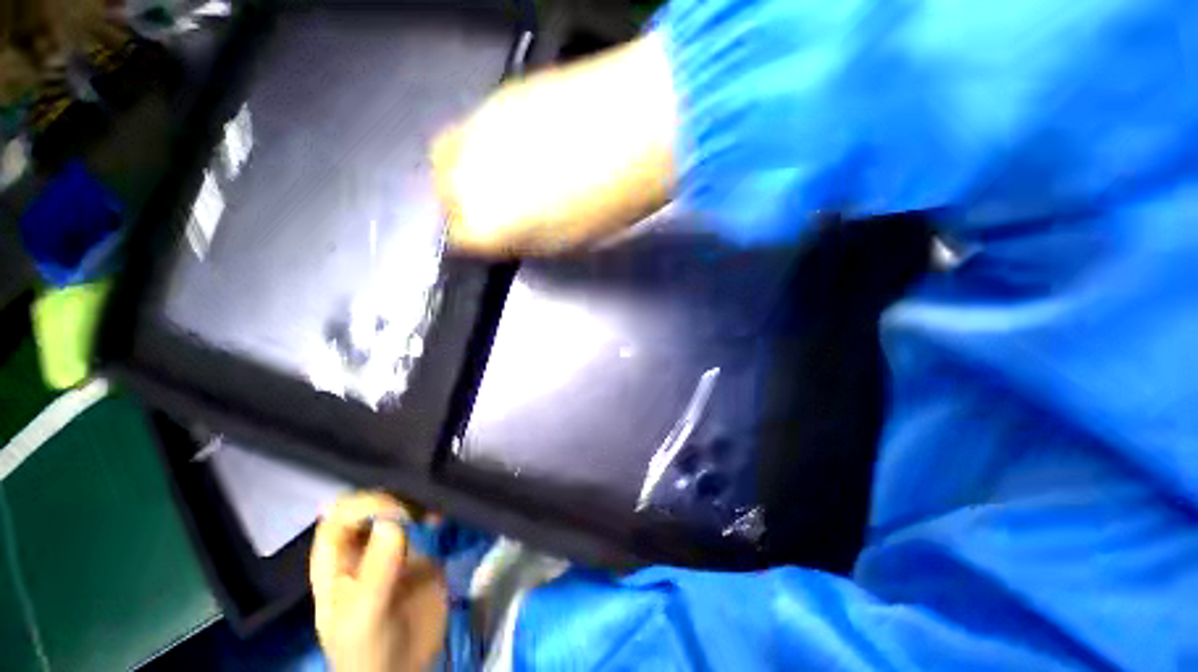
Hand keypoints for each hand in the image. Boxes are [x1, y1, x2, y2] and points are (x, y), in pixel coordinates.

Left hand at [310, 492, 447, 671]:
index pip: (341, 514)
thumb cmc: (366, 649)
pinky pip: (427, 523)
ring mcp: (394, 547)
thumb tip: (392, 521)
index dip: (365, 504)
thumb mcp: (363, 616)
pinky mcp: (422, 553)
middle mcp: (364, 546)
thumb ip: (375, 571)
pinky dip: (437, 513)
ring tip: (436, 515)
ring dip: (420, 502)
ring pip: (403, 508)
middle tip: (422, 508)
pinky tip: (445, 519)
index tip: (396, 513)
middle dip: (398, 496)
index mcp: (336, 559)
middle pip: (375, 503)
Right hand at [433, 33, 677, 256]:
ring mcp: (477, 129)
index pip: (461, 239)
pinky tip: (519, 144)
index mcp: (488, 224)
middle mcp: (466, 176)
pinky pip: (474, 126)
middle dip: (465, 206)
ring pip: (449, 156)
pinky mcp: (497, 95)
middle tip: (499, 208)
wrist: (636, 131)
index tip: (497, 239)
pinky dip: (487, 142)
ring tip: (509, 175)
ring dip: (471, 171)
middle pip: (446, 194)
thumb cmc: (608, 204)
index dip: (480, 241)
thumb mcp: (565, 243)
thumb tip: (506, 237)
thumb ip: (524, 242)